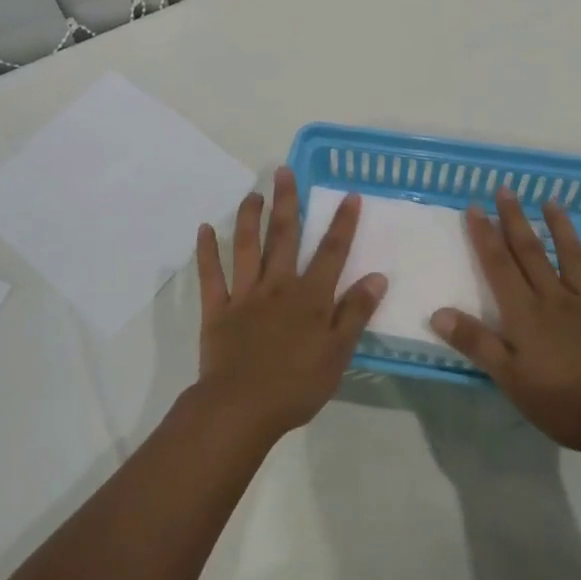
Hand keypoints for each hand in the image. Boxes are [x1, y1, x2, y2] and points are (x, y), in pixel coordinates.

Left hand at [194, 169, 385, 445]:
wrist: (240, 408)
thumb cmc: (296, 386)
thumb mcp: (338, 354)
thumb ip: (355, 313)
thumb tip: (377, 276)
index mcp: (309, 298)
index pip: (331, 252)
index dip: (342, 223)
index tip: (349, 195)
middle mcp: (277, 286)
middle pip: (283, 237)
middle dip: (286, 202)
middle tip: (284, 171)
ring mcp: (244, 295)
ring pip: (246, 247)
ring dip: (249, 218)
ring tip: (253, 194)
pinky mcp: (217, 309)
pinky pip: (210, 275)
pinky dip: (206, 252)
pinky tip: (204, 229)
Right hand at [429, 188, 580, 455]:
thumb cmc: (563, 403)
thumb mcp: (510, 380)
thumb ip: (476, 343)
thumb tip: (438, 312)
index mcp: (525, 313)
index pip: (499, 266)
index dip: (485, 236)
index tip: (474, 207)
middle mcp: (554, 298)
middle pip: (530, 253)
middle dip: (515, 220)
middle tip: (505, 189)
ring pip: (571, 257)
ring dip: (560, 227)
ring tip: (551, 200)